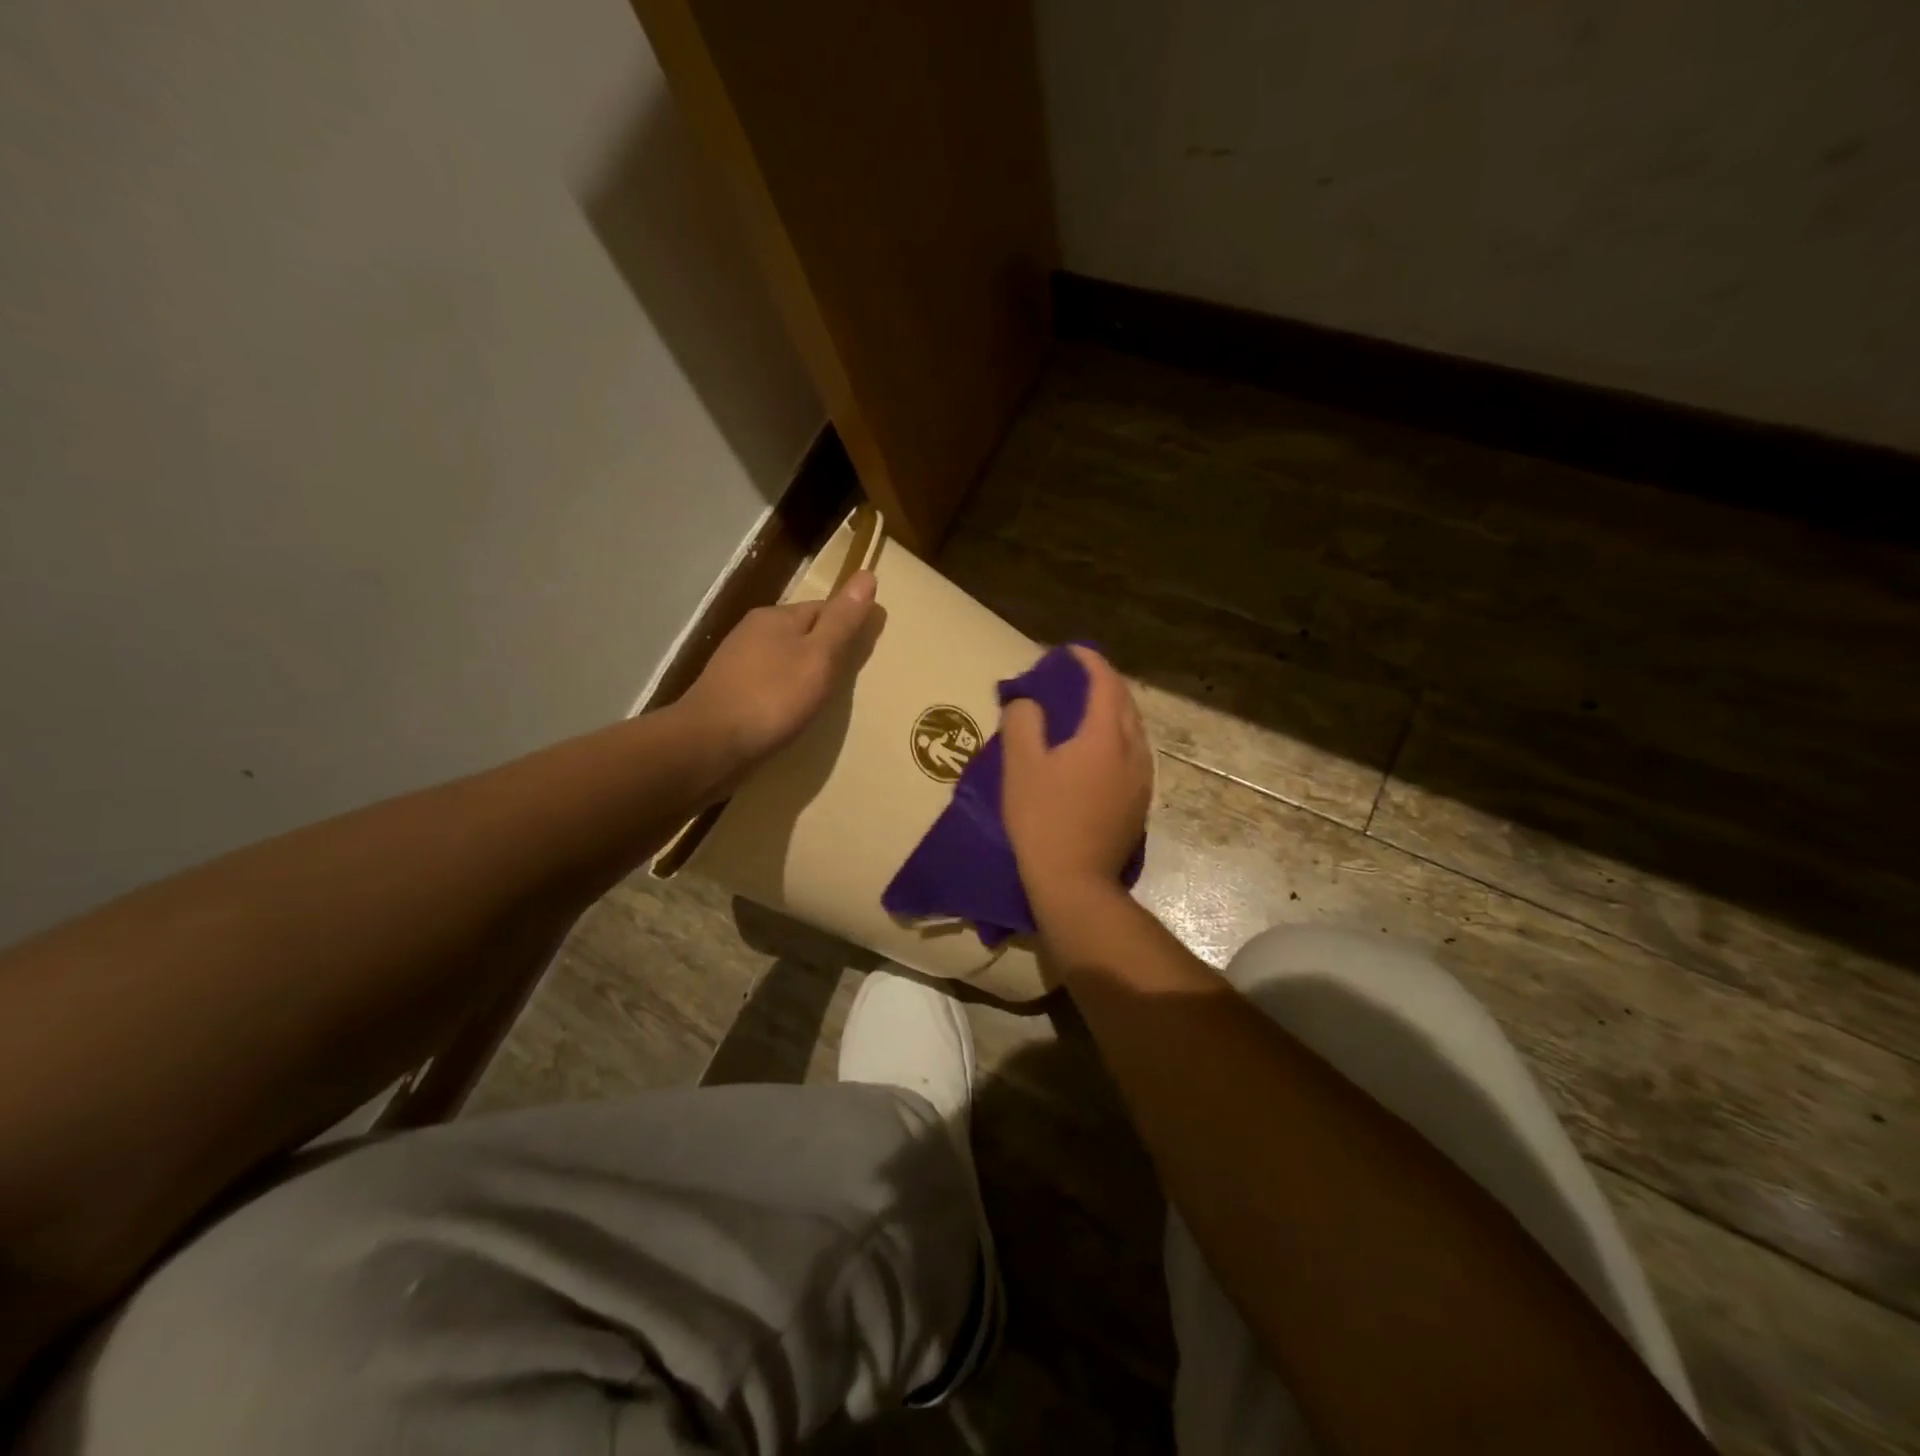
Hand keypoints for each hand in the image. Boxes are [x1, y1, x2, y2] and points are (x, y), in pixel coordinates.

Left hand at [679, 570, 877, 772]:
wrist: (708, 742)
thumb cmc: (772, 698)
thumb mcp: (819, 658)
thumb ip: (843, 621)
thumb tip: (867, 573)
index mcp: (777, 616)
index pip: (825, 608)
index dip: (848, 626)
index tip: (866, 650)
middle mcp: (753, 630)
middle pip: (803, 631)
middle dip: (825, 649)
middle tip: (847, 678)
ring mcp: (736, 660)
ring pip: (783, 656)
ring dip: (804, 670)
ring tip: (822, 696)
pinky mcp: (728, 689)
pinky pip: (767, 679)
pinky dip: (784, 689)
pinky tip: (789, 709)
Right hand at [1001, 645, 1152, 901]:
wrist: (1075, 883)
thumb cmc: (1043, 820)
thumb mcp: (1020, 766)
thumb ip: (1023, 722)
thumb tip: (1028, 702)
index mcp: (1105, 736)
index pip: (1105, 683)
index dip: (1089, 661)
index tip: (1069, 652)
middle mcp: (1133, 751)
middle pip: (1125, 703)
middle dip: (1103, 683)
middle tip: (1075, 678)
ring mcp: (1142, 780)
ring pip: (1133, 730)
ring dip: (1112, 711)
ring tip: (1085, 710)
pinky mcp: (1140, 803)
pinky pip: (1132, 754)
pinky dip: (1116, 737)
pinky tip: (1097, 750)